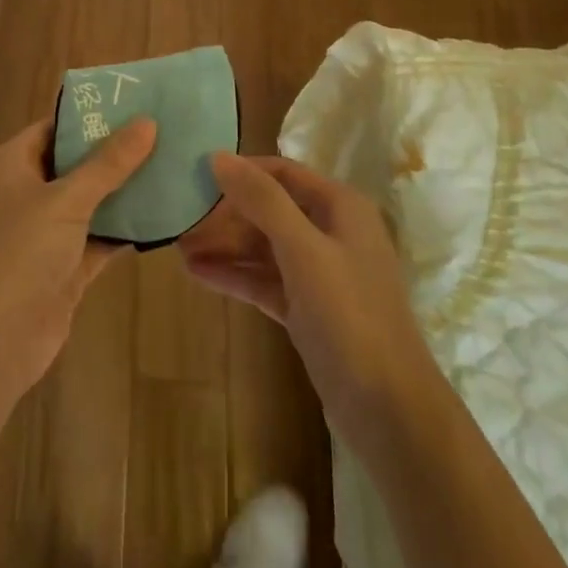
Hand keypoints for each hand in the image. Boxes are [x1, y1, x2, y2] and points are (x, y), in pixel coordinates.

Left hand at [0, 117, 156, 398]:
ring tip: (171, 166)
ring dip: (124, 192)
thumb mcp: (66, 200)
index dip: (90, 116)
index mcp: (11, 166)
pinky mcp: (63, 269)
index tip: (134, 104)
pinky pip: (98, 239)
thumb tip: (147, 122)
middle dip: (115, 154)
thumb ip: (108, 163)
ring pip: (89, 204)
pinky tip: (162, 215)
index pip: (53, 128)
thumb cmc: (19, 253)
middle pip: (74, 165)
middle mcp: (25, 194)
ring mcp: (43, 234)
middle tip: (163, 134)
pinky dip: (124, 230)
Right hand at [180, 154, 434, 448]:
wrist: (390, 411)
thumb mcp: (303, 250)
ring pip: (264, 248)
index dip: (241, 171)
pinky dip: (235, 276)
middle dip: (226, 214)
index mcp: (341, 208)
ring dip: (224, 246)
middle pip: (270, 210)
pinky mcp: (308, 311)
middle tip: (179, 217)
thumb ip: (262, 200)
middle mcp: (332, 233)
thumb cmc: (350, 316)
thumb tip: (220, 156)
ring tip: (178, 247)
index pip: (282, 173)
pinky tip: (197, 273)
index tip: (196, 174)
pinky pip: (264, 281)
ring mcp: (320, 275)